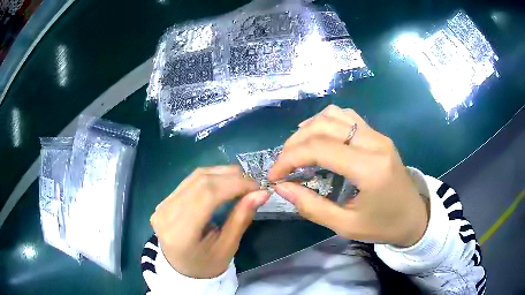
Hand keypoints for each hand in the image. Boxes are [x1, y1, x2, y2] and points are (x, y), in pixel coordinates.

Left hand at [150, 166, 269, 277]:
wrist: (181, 270)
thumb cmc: (207, 265)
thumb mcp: (228, 247)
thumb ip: (242, 218)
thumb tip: (262, 193)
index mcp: (180, 232)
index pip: (208, 194)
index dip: (235, 184)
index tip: (258, 186)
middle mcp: (166, 213)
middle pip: (201, 182)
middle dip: (231, 177)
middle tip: (253, 184)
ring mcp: (162, 205)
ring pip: (195, 177)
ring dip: (222, 174)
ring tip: (242, 182)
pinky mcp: (164, 201)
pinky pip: (190, 181)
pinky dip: (211, 178)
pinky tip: (224, 183)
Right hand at [268, 105, 428, 246]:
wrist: (414, 217)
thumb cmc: (383, 225)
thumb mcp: (346, 225)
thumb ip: (311, 206)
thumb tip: (281, 187)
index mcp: (370, 168)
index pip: (320, 148)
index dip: (289, 158)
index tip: (274, 175)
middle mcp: (374, 142)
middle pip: (324, 126)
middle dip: (295, 143)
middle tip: (282, 164)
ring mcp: (378, 135)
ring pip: (334, 114)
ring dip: (309, 128)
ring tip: (297, 149)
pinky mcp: (378, 135)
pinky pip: (347, 117)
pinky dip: (326, 122)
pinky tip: (318, 138)